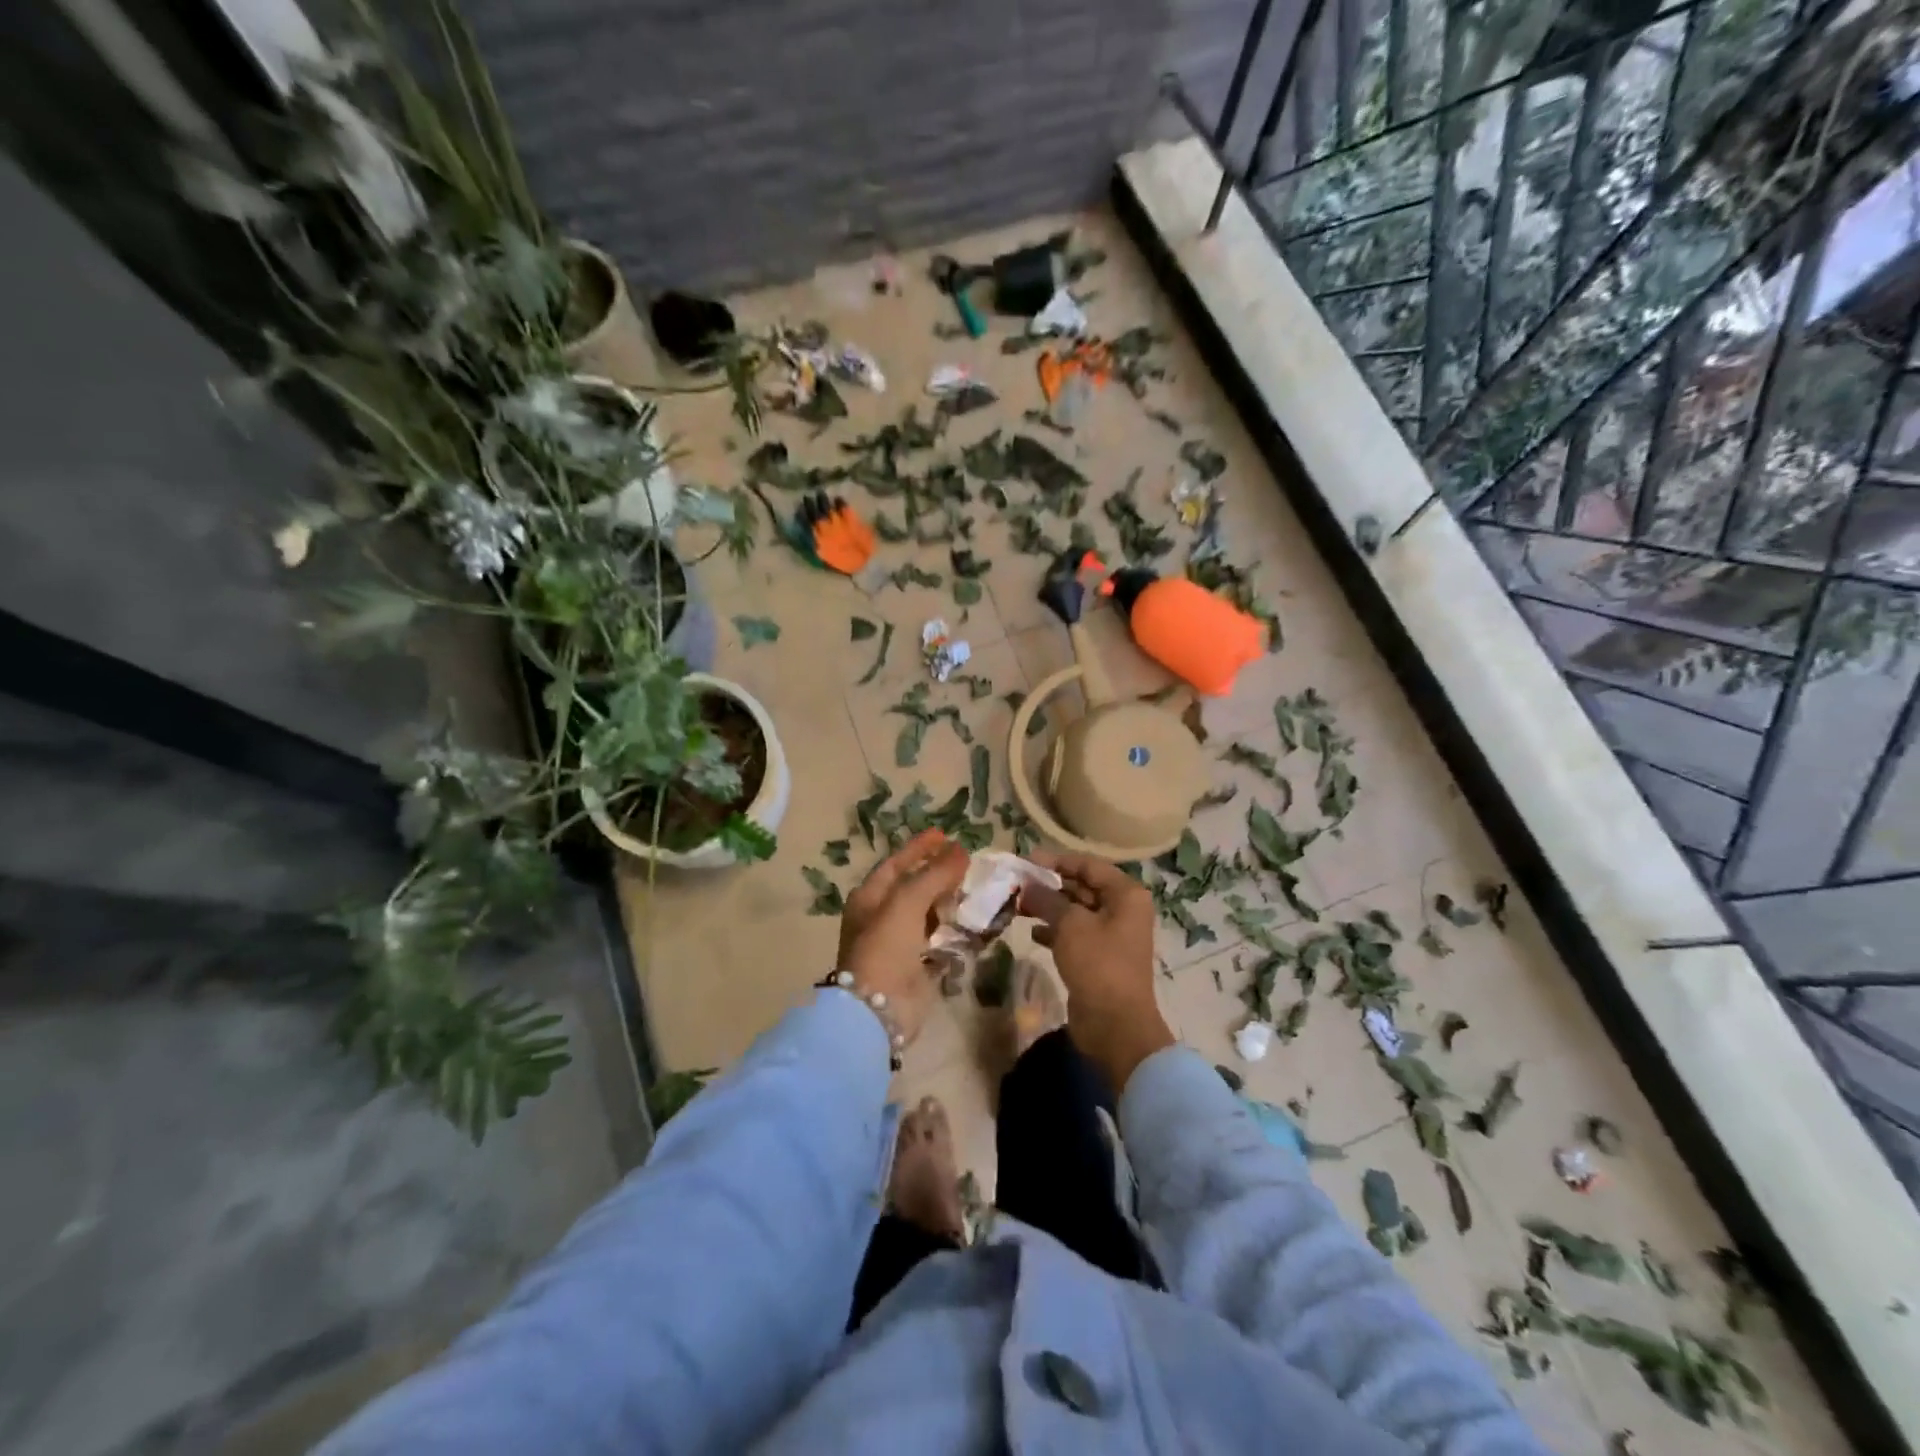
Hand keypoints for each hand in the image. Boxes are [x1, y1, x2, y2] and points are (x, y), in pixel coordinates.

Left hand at [837, 829, 968, 1044]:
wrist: (878, 1010)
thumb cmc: (885, 947)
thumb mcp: (907, 902)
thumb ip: (935, 874)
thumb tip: (960, 850)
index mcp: (869, 898)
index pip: (897, 864)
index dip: (920, 848)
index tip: (945, 834)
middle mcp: (882, 917)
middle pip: (914, 887)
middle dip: (939, 874)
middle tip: (968, 862)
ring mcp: (900, 944)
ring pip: (929, 914)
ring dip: (950, 902)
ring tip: (977, 889)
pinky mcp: (918, 967)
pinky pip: (941, 941)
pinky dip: (956, 931)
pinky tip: (977, 922)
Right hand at [1020, 852, 1174, 1094]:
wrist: (1115, 1025)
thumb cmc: (1098, 965)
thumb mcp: (1070, 925)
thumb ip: (1047, 899)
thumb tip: (1027, 885)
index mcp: (1126, 895)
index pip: (1088, 865)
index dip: (1057, 861)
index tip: (1026, 861)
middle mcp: (1122, 910)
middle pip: (1082, 887)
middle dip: (1049, 885)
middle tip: (1017, 884)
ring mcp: (1112, 935)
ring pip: (1076, 911)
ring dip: (1048, 908)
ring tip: (1018, 906)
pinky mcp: (1099, 958)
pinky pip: (1074, 934)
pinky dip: (1054, 931)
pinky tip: (1032, 933)